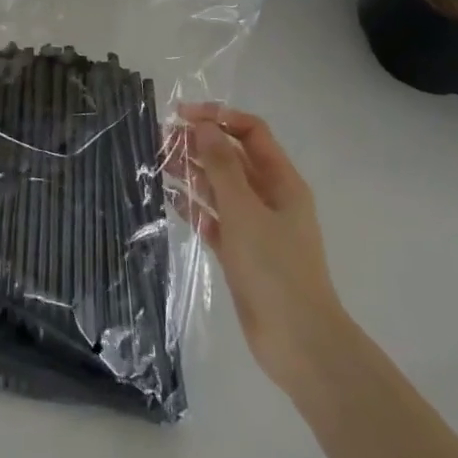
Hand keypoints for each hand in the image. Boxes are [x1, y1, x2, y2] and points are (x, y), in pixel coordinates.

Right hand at [176, 104, 350, 395]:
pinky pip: (213, 217)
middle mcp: (269, 197)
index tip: (182, 116)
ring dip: (193, 171)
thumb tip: (204, 126)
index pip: (251, 132)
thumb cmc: (275, 268)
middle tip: (162, 138)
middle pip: (233, 157)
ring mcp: (254, 225)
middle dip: (201, 142)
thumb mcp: (244, 210)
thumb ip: (222, 166)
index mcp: (282, 181)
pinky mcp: (240, 251)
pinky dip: (193, 205)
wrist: (298, 341)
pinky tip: (169, 196)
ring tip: (159, 161)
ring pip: (220, 186)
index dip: (219, 117)